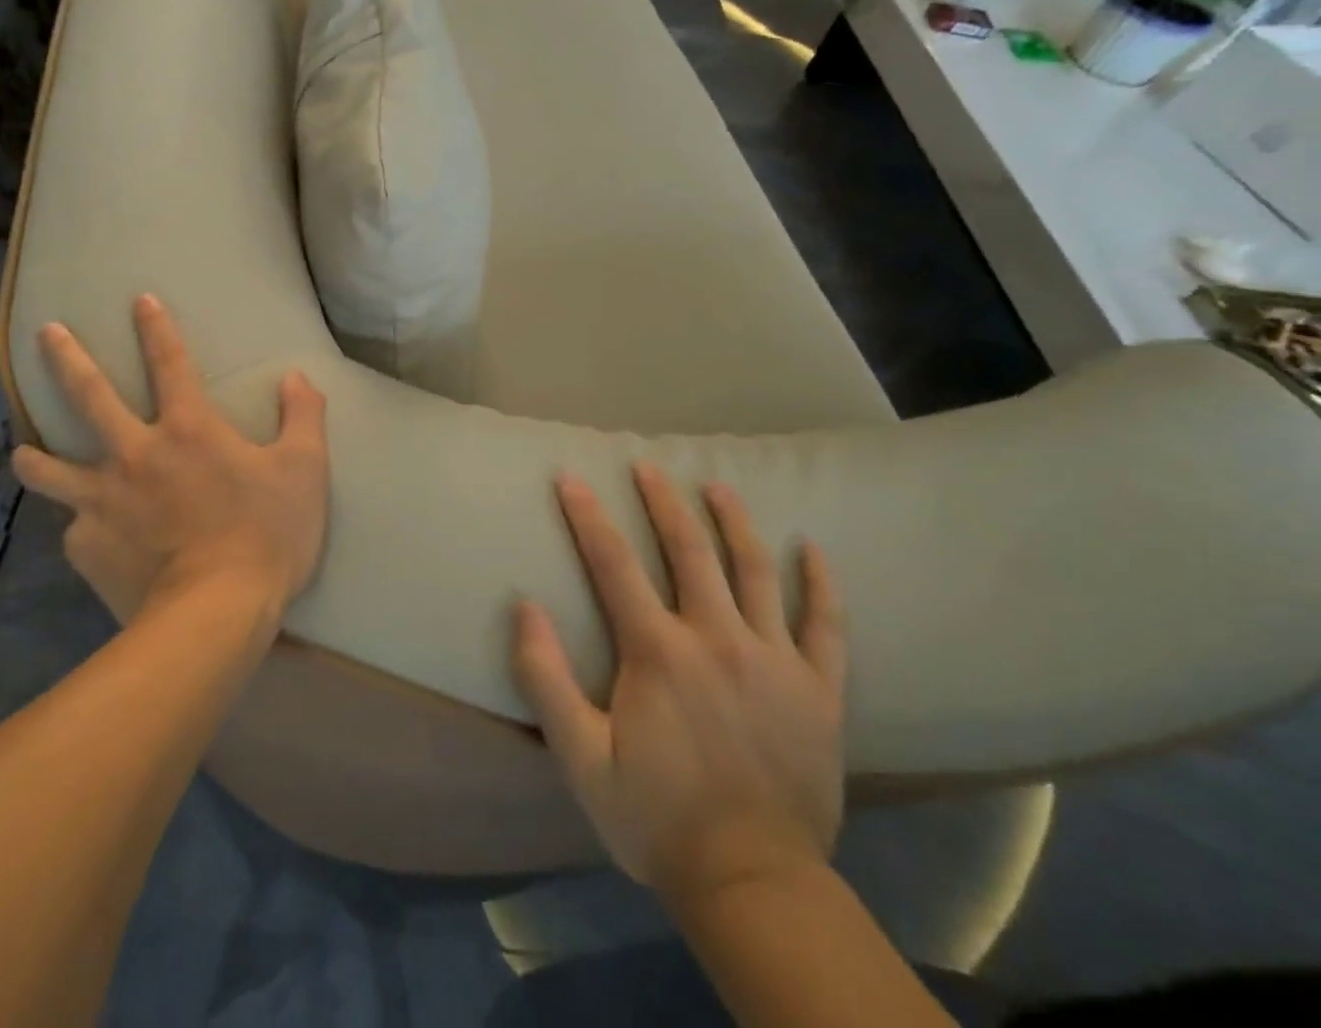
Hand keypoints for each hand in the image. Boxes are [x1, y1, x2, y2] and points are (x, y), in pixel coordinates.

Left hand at [11, 295, 329, 624]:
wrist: (215, 616)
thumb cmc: (266, 535)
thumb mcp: (305, 471)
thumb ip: (303, 417)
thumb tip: (296, 377)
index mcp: (187, 429)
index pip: (170, 362)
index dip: (156, 328)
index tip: (139, 300)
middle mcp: (134, 454)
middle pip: (89, 395)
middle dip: (67, 358)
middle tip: (46, 333)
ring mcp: (101, 501)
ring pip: (50, 469)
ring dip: (34, 457)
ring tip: (22, 453)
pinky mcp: (87, 547)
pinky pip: (76, 531)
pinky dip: (82, 530)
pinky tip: (89, 542)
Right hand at [511, 466, 845, 914]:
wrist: (752, 884)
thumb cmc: (656, 818)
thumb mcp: (580, 757)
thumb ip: (545, 678)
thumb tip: (524, 605)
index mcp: (657, 651)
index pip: (613, 563)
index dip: (588, 516)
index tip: (571, 476)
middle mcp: (717, 638)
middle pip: (688, 550)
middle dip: (662, 501)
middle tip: (648, 465)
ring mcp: (774, 660)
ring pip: (755, 571)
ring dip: (734, 522)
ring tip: (718, 486)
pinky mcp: (819, 689)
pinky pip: (826, 624)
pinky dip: (820, 582)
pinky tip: (812, 549)